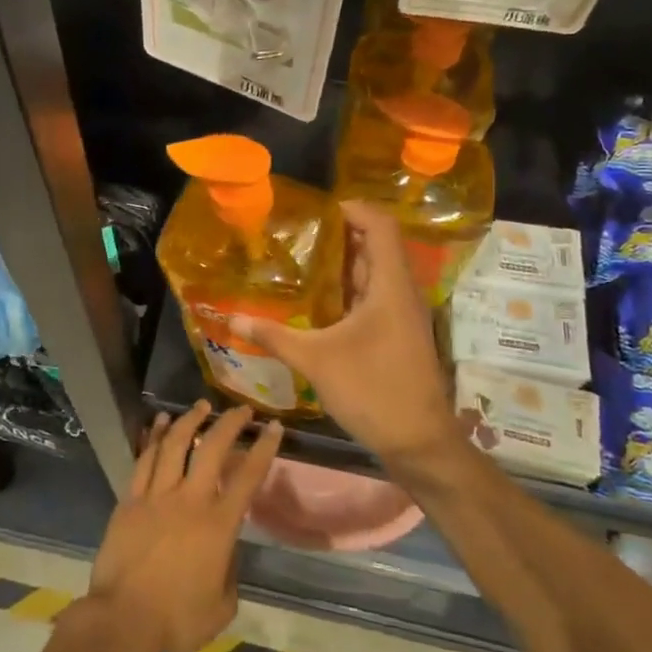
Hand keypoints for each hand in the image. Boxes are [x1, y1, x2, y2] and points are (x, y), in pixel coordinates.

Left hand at [82, 401, 281, 651]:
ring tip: (201, 406)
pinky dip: (154, 436)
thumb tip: (226, 549)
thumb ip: (230, 570)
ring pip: (174, 444)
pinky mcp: (130, 500)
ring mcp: (156, 496)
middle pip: (211, 448)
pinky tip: (160, 422)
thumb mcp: (223, 605)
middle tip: (241, 409)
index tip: (273, 427)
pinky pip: (144, 459)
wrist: (123, 623)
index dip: (263, 448)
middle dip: (230, 423)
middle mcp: (189, 500)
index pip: (248, 477)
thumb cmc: (178, 621)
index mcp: (218, 525)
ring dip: (190, 420)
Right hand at [233, 201, 461, 467]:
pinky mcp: (399, 334)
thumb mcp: (316, 361)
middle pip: (377, 246)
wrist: (420, 442)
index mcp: (390, 285)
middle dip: (341, 234)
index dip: (354, 209)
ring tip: (304, 260)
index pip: (380, 226)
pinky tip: (321, 302)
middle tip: (301, 234)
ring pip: (376, 273)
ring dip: (345, 263)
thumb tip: (231, 317)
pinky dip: (351, 289)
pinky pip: (375, 296)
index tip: (319, 210)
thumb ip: (274, 336)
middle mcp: (401, 292)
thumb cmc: (373, 390)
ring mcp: (403, 314)